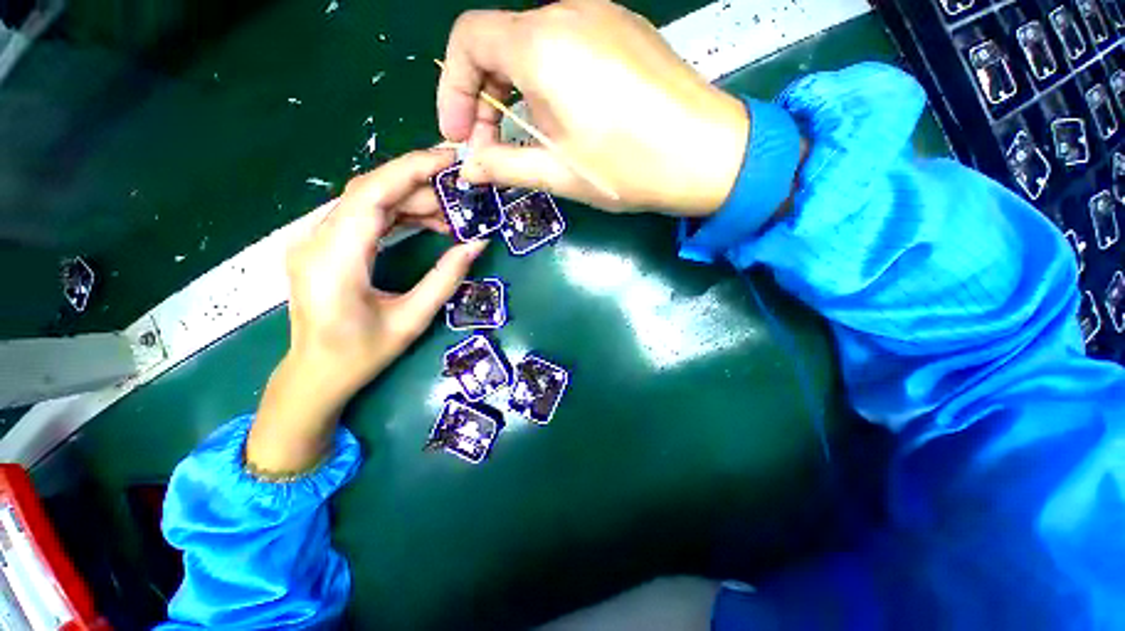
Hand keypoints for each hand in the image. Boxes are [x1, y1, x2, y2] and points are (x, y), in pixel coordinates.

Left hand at [246, 149, 486, 475]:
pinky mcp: (323, 246)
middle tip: (461, 192)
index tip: (448, 159)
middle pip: (369, 192)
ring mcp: (315, 240)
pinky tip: (426, 222)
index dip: (410, 170)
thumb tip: (477, 244)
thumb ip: (445, 278)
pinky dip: (397, 213)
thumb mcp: (412, 320)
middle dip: (418, 184)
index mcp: (334, 260)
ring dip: (410, 199)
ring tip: (450, 213)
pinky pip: (363, 217)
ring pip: (367, 201)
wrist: (314, 374)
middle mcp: (316, 240)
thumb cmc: (361, 355)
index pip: (371, 196)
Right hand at [437, 0, 749, 215]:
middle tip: (489, 146)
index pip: (469, 41)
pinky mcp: (623, 31)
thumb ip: (505, 165)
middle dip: (483, 97)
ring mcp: (601, 17)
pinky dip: (548, 82)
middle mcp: (567, 14)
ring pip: (533, 47)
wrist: (709, 154)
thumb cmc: (629, 167)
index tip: (459, 134)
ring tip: (528, 139)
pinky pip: (567, 48)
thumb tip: (469, 167)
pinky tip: (563, 118)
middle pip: (500, 44)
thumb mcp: (559, 173)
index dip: (454, 89)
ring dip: (516, 93)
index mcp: (542, 46)